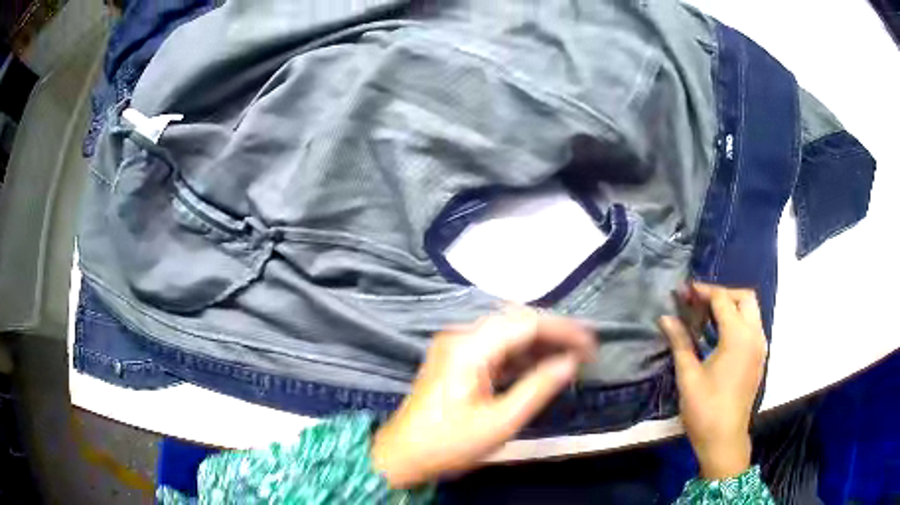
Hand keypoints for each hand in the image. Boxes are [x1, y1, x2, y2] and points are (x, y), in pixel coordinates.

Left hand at [371, 307, 595, 488]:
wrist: (402, 454)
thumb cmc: (449, 443)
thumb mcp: (500, 422)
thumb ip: (538, 387)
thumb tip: (570, 363)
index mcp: (469, 347)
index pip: (526, 323)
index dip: (563, 330)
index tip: (590, 344)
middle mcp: (461, 336)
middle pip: (517, 322)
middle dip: (554, 333)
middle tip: (585, 349)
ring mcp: (456, 346)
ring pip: (507, 333)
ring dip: (539, 343)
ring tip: (570, 356)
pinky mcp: (456, 358)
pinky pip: (495, 348)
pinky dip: (521, 355)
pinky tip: (541, 366)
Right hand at [660, 284, 767, 479]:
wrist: (725, 439)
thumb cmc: (705, 409)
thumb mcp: (688, 375)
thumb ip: (680, 342)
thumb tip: (665, 318)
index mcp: (738, 337)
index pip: (723, 299)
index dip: (703, 291)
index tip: (684, 291)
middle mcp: (754, 336)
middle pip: (745, 297)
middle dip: (723, 294)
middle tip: (699, 303)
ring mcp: (760, 347)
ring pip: (752, 311)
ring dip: (732, 306)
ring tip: (708, 316)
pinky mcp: (759, 358)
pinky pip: (753, 326)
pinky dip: (739, 321)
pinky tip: (720, 336)